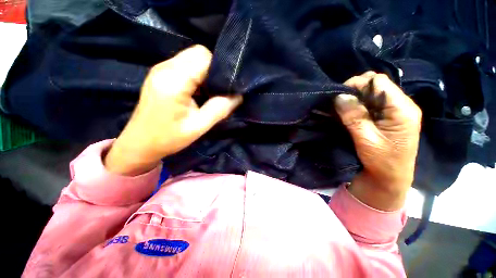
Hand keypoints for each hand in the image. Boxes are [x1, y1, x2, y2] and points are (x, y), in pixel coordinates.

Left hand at [105, 45, 242, 175]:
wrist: (140, 143)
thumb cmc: (169, 138)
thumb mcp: (199, 126)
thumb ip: (220, 108)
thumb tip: (238, 96)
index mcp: (174, 80)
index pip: (203, 57)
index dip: (219, 70)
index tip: (225, 88)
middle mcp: (165, 67)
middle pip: (198, 54)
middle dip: (213, 70)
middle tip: (217, 92)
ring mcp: (161, 69)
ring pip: (192, 58)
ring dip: (205, 74)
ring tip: (207, 94)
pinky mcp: (161, 74)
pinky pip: (185, 66)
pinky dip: (197, 76)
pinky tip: (197, 92)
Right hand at [335, 72, 421, 210]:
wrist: (389, 179)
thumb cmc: (382, 162)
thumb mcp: (366, 140)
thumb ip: (354, 117)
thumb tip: (340, 96)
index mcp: (402, 109)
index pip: (378, 82)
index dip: (357, 85)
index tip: (339, 97)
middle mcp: (401, 105)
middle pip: (375, 85)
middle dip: (354, 91)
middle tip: (339, 105)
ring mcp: (394, 111)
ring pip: (370, 93)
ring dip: (354, 99)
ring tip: (342, 110)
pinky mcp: (386, 117)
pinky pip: (369, 103)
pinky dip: (356, 106)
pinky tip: (348, 114)